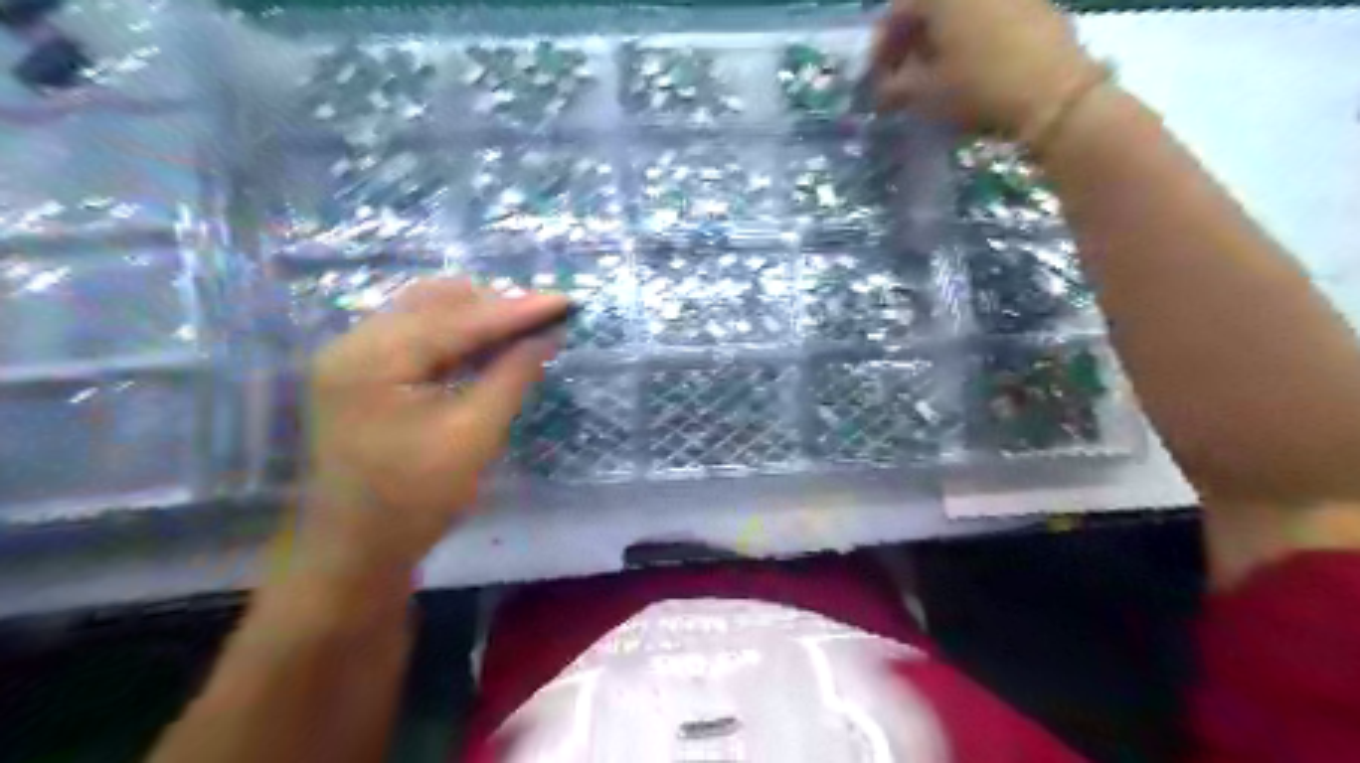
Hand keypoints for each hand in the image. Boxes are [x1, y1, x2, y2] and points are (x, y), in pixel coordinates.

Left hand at [292, 279, 568, 583]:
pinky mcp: (359, 371)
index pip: (457, 318)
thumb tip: (549, 333)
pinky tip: (487, 348)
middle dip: (495, 308)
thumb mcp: (474, 434)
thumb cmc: (416, 499)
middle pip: (436, 302)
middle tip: (544, 322)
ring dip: (476, 319)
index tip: (566, 301)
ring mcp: (351, 355)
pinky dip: (455, 337)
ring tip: (522, 333)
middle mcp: (353, 343)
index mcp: (372, 360)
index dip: (516, 309)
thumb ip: (512, 375)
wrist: (356, 550)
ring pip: (425, 313)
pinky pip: (414, 335)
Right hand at [870, 1, 1103, 137]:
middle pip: (930, 7)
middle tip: (902, 77)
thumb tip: (884, 89)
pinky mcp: (1034, 2)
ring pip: (959, 11)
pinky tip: (967, 67)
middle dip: (911, 42)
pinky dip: (969, 36)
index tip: (876, 79)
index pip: (897, 12)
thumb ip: (894, 88)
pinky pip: (988, 14)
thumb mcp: (923, 94)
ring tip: (934, 76)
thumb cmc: (977, 88)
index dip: (881, 48)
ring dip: (940, 40)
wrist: (1054, 93)